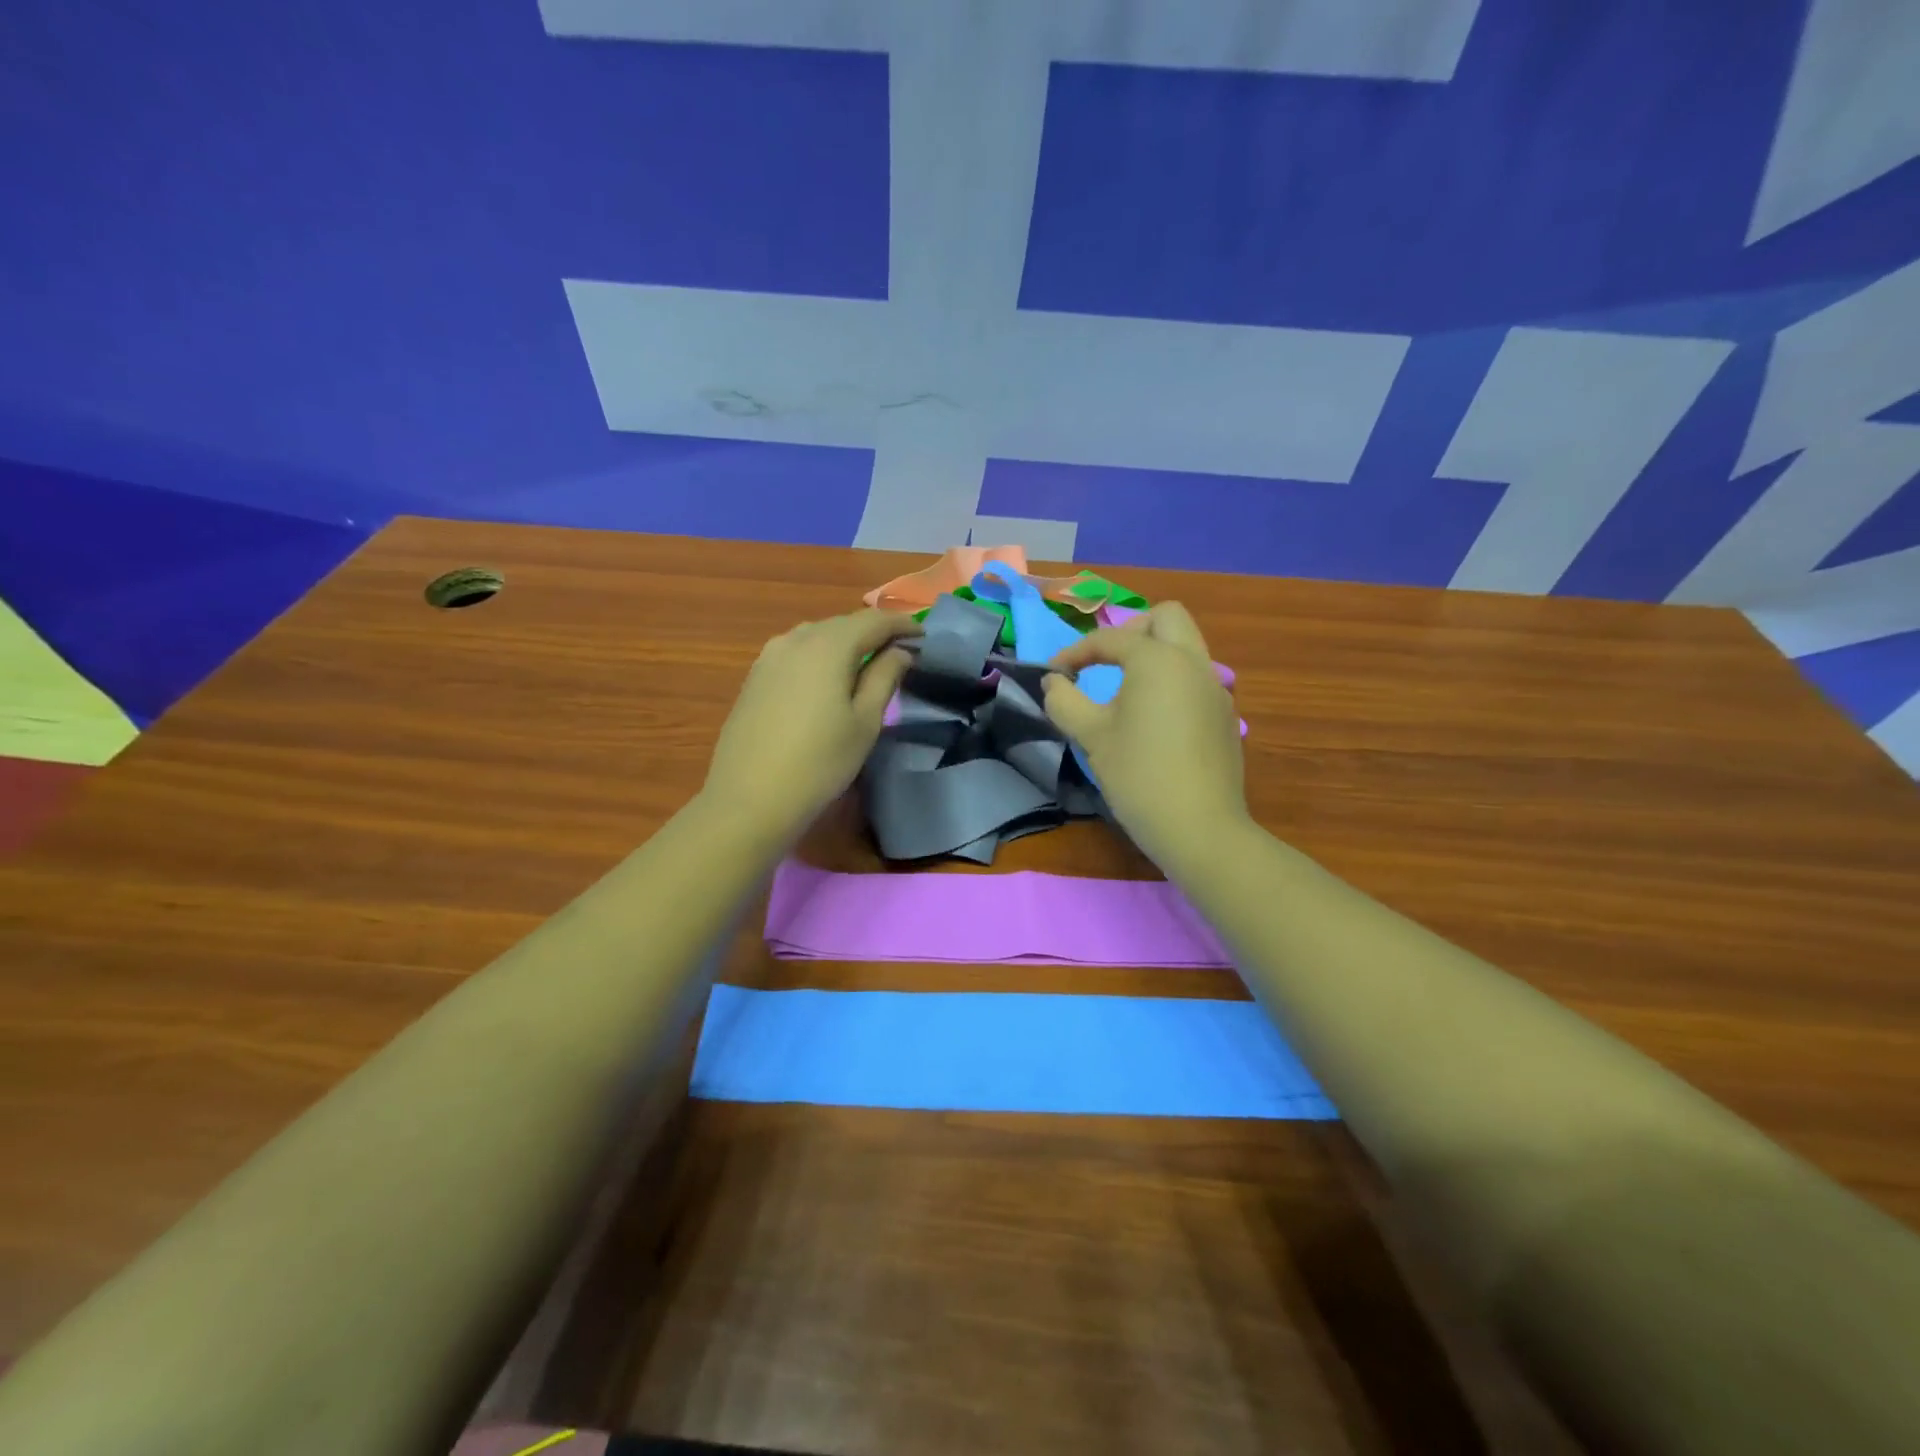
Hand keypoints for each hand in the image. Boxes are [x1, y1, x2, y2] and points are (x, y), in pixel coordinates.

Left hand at [702, 609, 920, 841]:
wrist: (750, 799)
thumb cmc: (820, 762)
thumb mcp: (865, 721)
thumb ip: (885, 677)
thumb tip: (900, 651)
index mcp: (828, 645)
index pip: (875, 620)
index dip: (903, 625)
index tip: (925, 638)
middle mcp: (795, 639)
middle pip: (843, 624)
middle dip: (874, 633)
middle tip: (901, 652)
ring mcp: (769, 656)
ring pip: (816, 636)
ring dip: (845, 643)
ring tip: (866, 664)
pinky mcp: (754, 677)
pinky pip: (796, 653)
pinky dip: (819, 656)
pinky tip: (826, 679)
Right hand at [1042, 603, 1249, 869]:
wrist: (1199, 827)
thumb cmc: (1138, 776)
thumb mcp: (1091, 736)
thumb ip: (1065, 700)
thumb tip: (1054, 682)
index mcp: (1158, 660)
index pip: (1111, 638)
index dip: (1075, 652)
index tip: (1054, 675)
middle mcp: (1193, 663)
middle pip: (1166, 618)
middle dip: (1131, 631)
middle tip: (1105, 661)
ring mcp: (1216, 689)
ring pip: (1187, 647)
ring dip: (1155, 654)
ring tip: (1127, 690)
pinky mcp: (1225, 717)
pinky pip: (1196, 680)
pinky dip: (1172, 682)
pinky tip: (1155, 721)